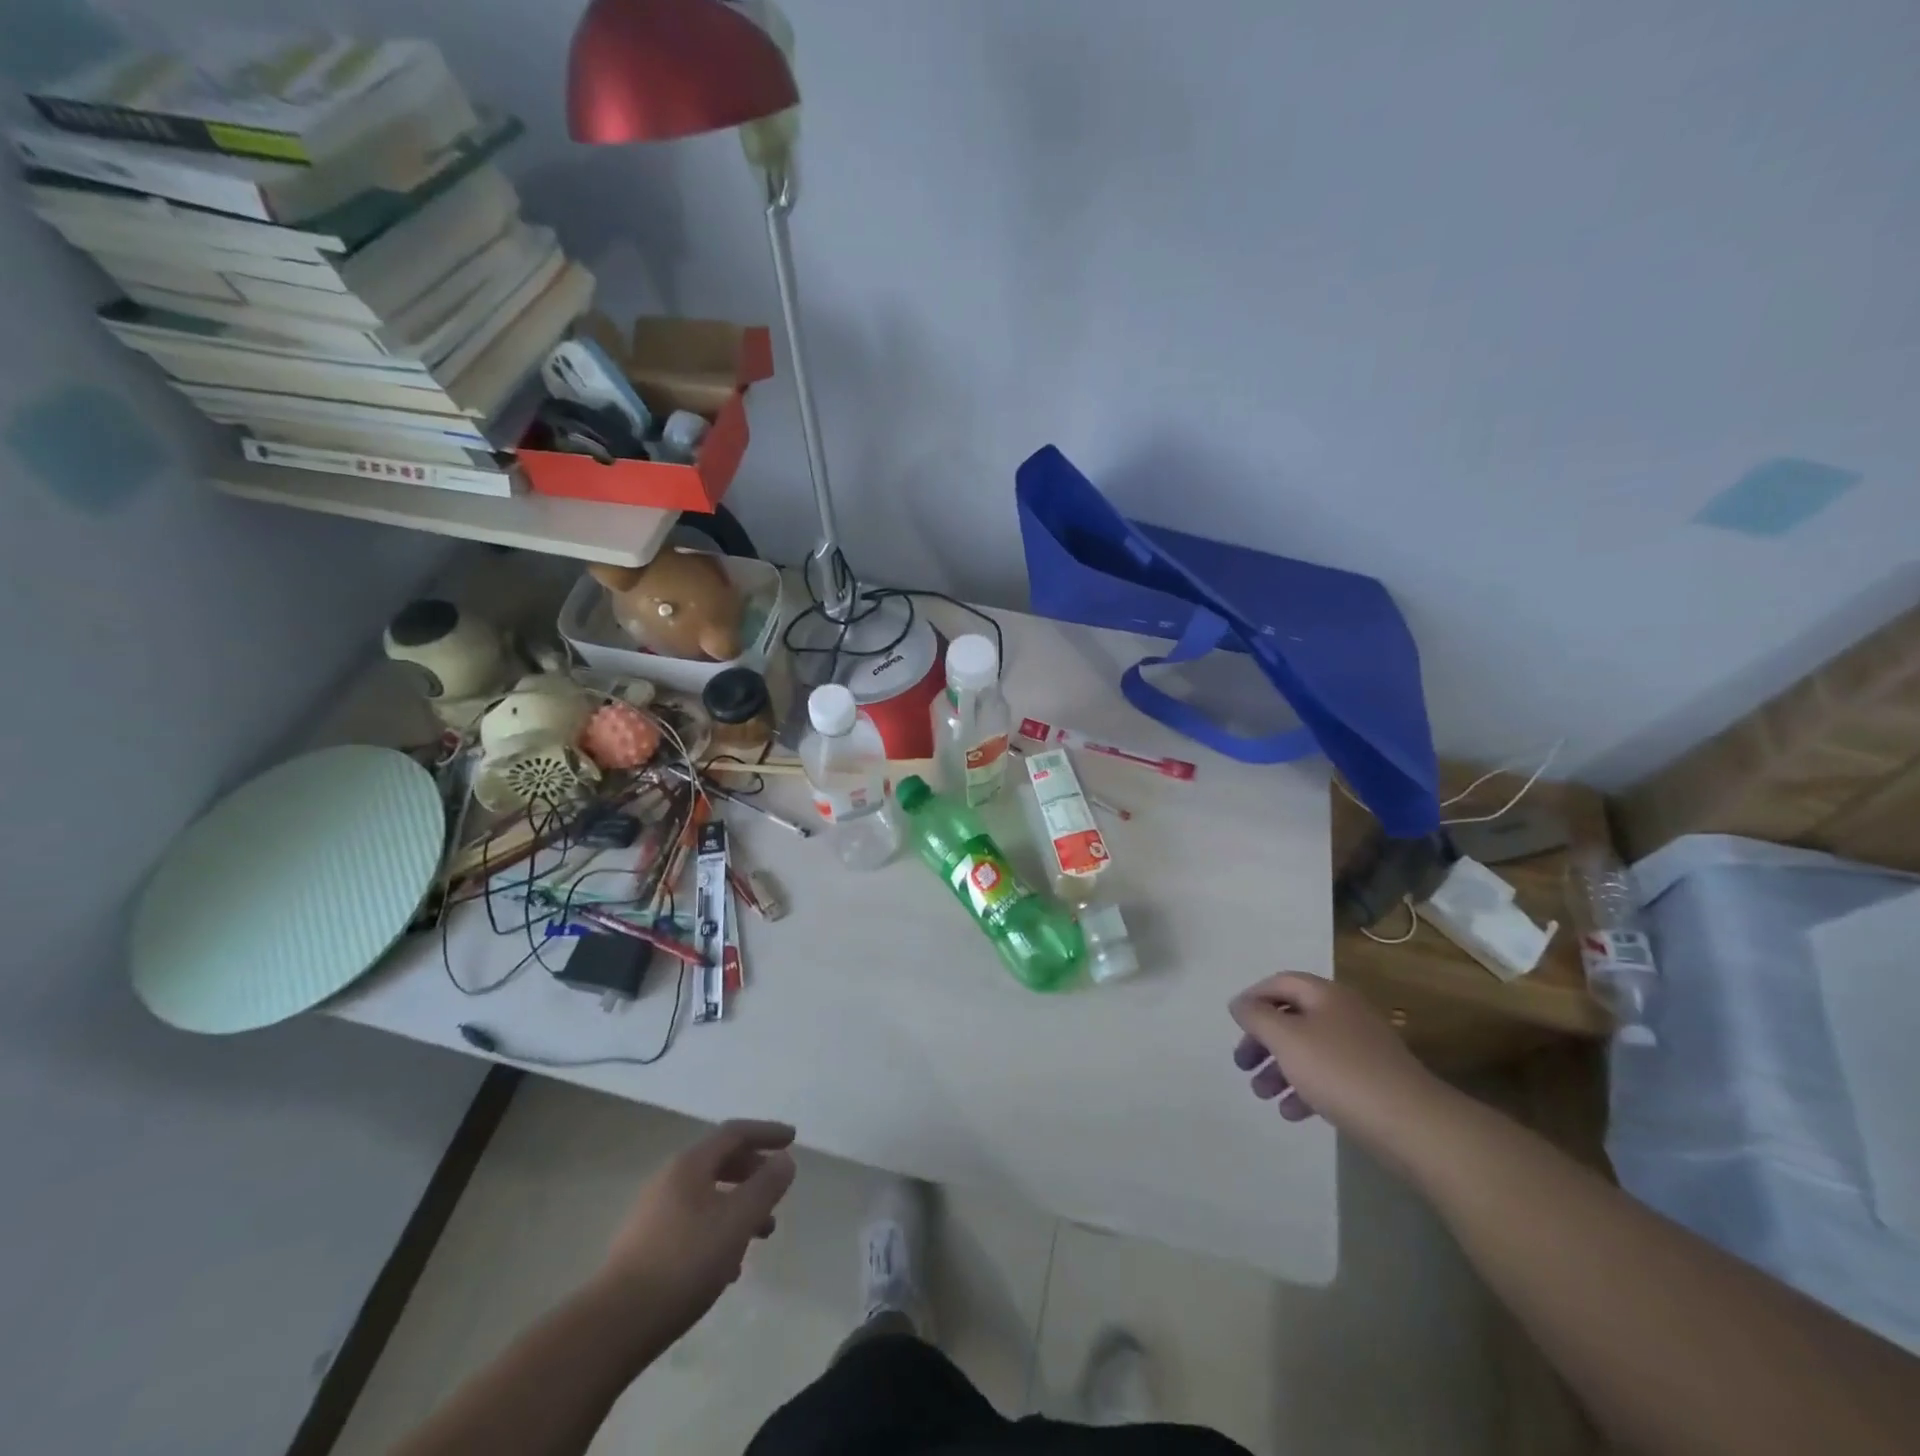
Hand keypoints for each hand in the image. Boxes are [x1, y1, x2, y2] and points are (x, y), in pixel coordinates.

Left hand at [595, 1119, 797, 1343]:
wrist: (613, 1327)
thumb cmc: (684, 1263)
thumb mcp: (736, 1222)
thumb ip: (765, 1187)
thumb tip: (785, 1159)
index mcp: (689, 1165)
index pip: (734, 1133)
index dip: (766, 1132)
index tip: (793, 1139)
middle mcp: (669, 1181)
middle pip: (719, 1162)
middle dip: (753, 1172)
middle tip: (777, 1190)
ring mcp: (653, 1215)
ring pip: (707, 1196)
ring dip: (738, 1206)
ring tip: (761, 1235)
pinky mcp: (644, 1248)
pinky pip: (692, 1224)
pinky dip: (718, 1230)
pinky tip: (728, 1267)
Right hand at [1229, 973, 1453, 1162]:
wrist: (1414, 1125)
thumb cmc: (1341, 1072)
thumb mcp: (1286, 1039)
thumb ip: (1256, 1017)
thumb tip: (1239, 1003)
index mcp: (1326, 995)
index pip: (1280, 983)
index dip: (1253, 998)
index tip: (1233, 1024)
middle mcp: (1344, 1014)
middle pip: (1292, 1018)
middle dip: (1263, 1040)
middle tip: (1242, 1064)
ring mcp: (1362, 1048)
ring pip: (1308, 1050)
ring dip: (1279, 1069)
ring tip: (1261, 1094)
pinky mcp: (1373, 1081)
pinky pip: (1329, 1076)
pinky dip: (1305, 1089)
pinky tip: (1291, 1112)